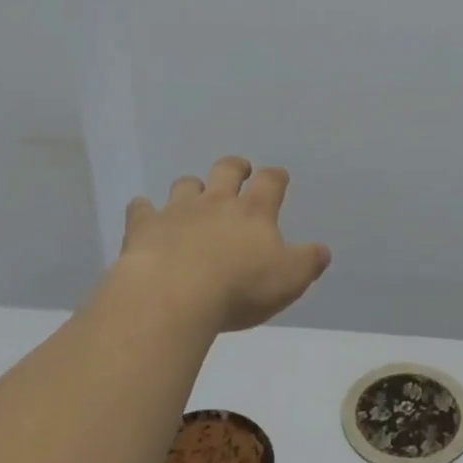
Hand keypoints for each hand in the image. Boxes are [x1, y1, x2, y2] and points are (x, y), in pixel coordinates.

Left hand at [115, 157, 331, 332]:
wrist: (173, 295)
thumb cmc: (239, 288)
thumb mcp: (289, 280)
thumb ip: (308, 262)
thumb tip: (322, 250)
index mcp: (254, 211)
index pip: (270, 182)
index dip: (276, 177)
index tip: (278, 177)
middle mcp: (216, 202)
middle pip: (227, 169)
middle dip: (235, 168)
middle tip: (239, 171)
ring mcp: (177, 211)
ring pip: (186, 184)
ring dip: (192, 187)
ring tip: (193, 197)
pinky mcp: (144, 227)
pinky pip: (141, 209)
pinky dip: (144, 210)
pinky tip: (144, 216)